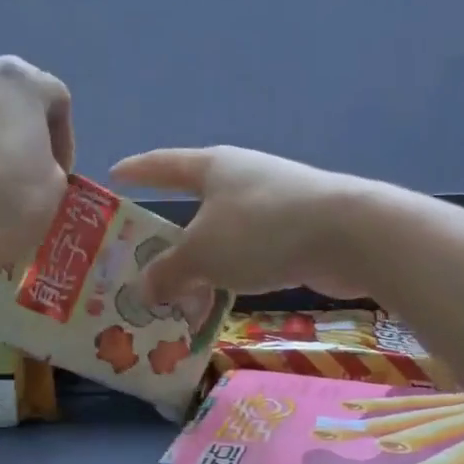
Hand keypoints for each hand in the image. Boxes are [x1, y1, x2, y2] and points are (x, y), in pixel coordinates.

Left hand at [0, 56, 73, 267]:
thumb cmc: (5, 200)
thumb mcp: (55, 185)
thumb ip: (51, 160)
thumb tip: (30, 162)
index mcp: (19, 78)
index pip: (57, 99)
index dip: (64, 140)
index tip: (59, 176)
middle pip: (13, 98)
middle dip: (25, 132)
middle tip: (29, 172)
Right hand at [111, 146, 366, 302]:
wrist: (349, 234)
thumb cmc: (260, 230)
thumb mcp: (201, 255)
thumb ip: (167, 273)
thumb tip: (143, 291)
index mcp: (211, 167)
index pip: (162, 164)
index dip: (136, 170)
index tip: (114, 175)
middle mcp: (240, 177)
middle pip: (192, 204)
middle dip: (167, 236)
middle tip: (141, 258)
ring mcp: (272, 201)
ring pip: (221, 233)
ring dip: (200, 263)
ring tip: (181, 294)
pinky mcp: (297, 228)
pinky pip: (248, 251)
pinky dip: (230, 272)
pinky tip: (222, 298)